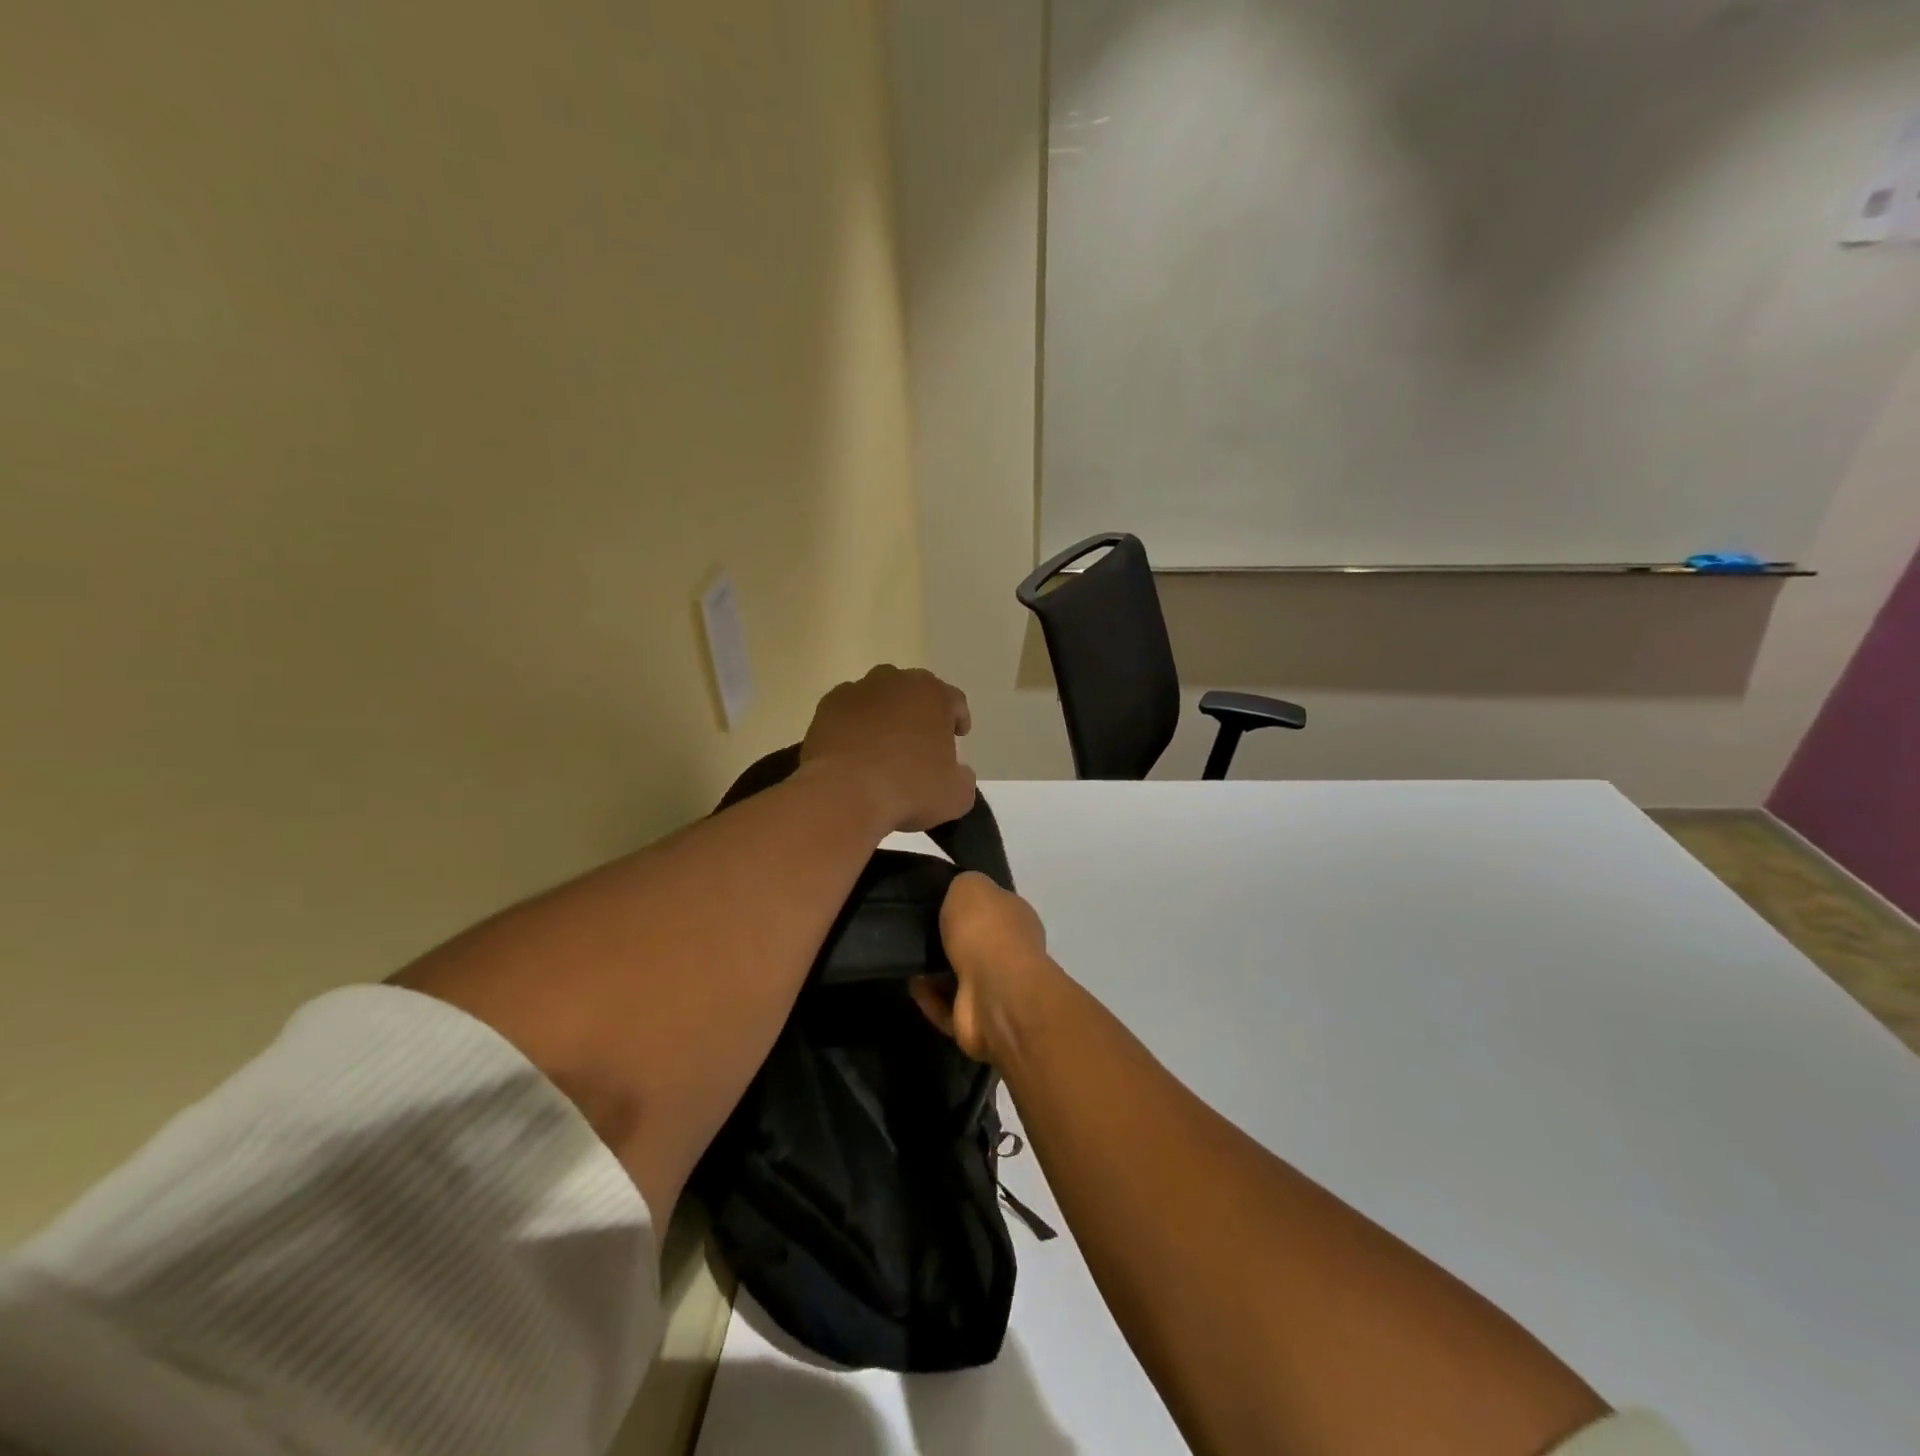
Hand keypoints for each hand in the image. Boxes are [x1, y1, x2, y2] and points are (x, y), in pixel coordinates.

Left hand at [800, 665, 975, 832]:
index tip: (958, 736)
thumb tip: (958, 772)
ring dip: (885, 714)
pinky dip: (853, 725)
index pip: (954, 700)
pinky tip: (854, 751)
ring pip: (878, 697)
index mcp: (933, 695)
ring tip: (884, 745)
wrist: (843, 794)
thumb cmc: (908, 790)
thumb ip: (963, 778)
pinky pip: (848, 712)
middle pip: (914, 691)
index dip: (958, 718)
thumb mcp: (956, 796)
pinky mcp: (827, 707)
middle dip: (920, 711)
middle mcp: (896, 681)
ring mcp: (857, 690)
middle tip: (921, 740)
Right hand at [913, 871, 1058, 1065]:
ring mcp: (996, 990)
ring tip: (906, 957)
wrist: (995, 992)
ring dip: (933, 971)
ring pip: (959, 977)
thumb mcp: (970, 886)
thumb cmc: (985, 930)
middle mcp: (1010, 952)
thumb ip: (963, 886)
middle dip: (947, 940)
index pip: (992, 907)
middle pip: (975, 943)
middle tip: (914, 930)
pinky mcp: (977, 1021)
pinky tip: (911, 984)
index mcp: (1015, 917)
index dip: (966, 904)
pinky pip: (946, 1008)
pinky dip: (929, 998)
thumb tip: (958, 895)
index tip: (934, 901)